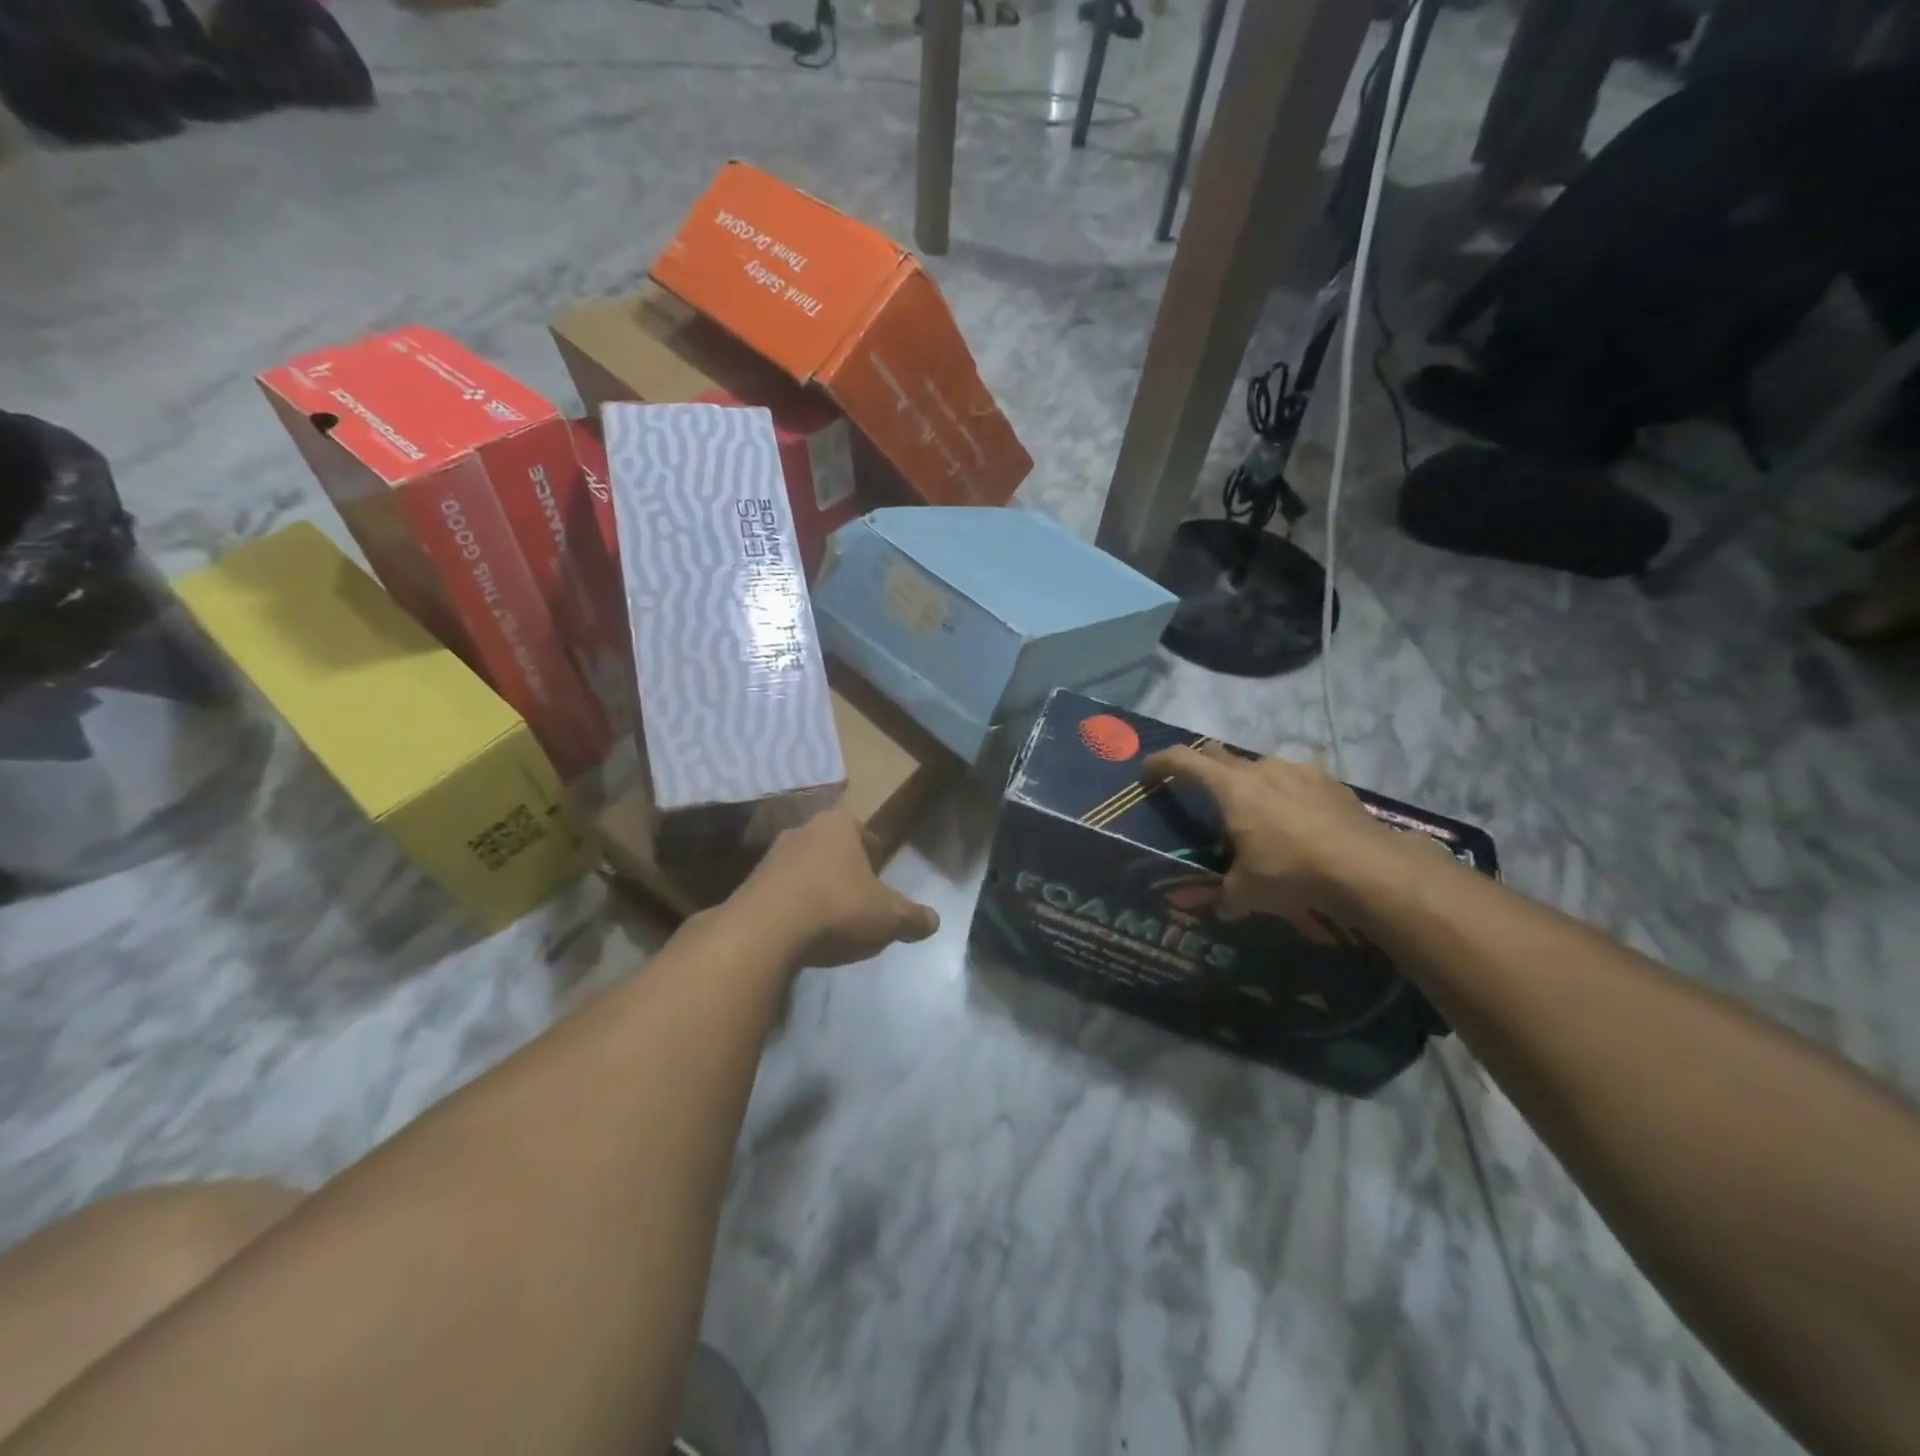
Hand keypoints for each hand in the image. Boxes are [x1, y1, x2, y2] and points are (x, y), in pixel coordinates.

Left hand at [734, 810, 939, 968]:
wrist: (763, 933)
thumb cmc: (837, 908)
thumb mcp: (889, 918)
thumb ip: (913, 917)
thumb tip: (934, 921)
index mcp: (839, 825)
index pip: (865, 834)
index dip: (876, 857)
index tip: (880, 882)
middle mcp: (802, 831)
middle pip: (832, 850)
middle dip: (844, 873)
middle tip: (858, 902)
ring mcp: (770, 857)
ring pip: (804, 871)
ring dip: (816, 891)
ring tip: (828, 922)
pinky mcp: (747, 886)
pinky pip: (780, 895)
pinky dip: (792, 909)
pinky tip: (800, 935)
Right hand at [1141, 744, 1422, 924]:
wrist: (1367, 867)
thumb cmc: (1291, 872)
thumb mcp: (1248, 891)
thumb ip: (1227, 895)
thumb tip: (1221, 908)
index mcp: (1231, 787)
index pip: (1184, 761)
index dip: (1161, 762)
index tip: (1147, 770)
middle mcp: (1262, 769)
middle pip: (1221, 756)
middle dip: (1206, 770)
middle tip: (1201, 791)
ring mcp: (1300, 771)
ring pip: (1263, 768)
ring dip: (1252, 784)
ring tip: (1257, 813)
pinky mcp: (1332, 782)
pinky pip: (1298, 782)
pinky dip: (1289, 795)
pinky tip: (1299, 821)